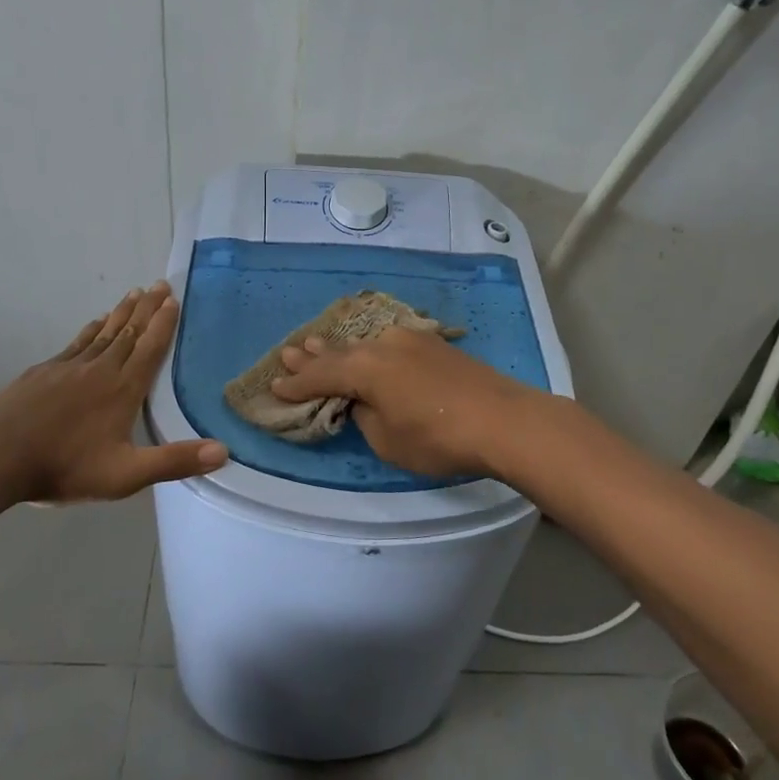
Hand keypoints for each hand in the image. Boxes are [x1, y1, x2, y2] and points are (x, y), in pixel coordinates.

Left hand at [0, 281, 227, 510]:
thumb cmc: (64, 466)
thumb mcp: (125, 474)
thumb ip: (174, 461)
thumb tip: (224, 451)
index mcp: (123, 389)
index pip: (150, 349)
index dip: (164, 324)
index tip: (174, 300)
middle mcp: (101, 369)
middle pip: (130, 332)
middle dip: (147, 308)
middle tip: (160, 284)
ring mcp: (70, 367)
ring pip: (104, 332)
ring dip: (123, 312)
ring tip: (135, 293)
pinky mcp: (45, 371)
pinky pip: (78, 341)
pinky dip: (92, 328)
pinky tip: (96, 323)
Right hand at [269, 326, 540, 478]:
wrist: (502, 419)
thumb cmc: (438, 437)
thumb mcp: (388, 440)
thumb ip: (366, 416)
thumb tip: (364, 402)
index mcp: (364, 368)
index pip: (321, 376)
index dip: (297, 384)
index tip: (276, 386)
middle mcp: (382, 345)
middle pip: (339, 352)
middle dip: (312, 356)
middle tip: (288, 352)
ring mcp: (410, 340)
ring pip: (364, 344)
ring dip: (340, 348)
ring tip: (317, 343)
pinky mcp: (433, 344)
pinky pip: (388, 344)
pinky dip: (369, 349)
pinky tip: (367, 347)